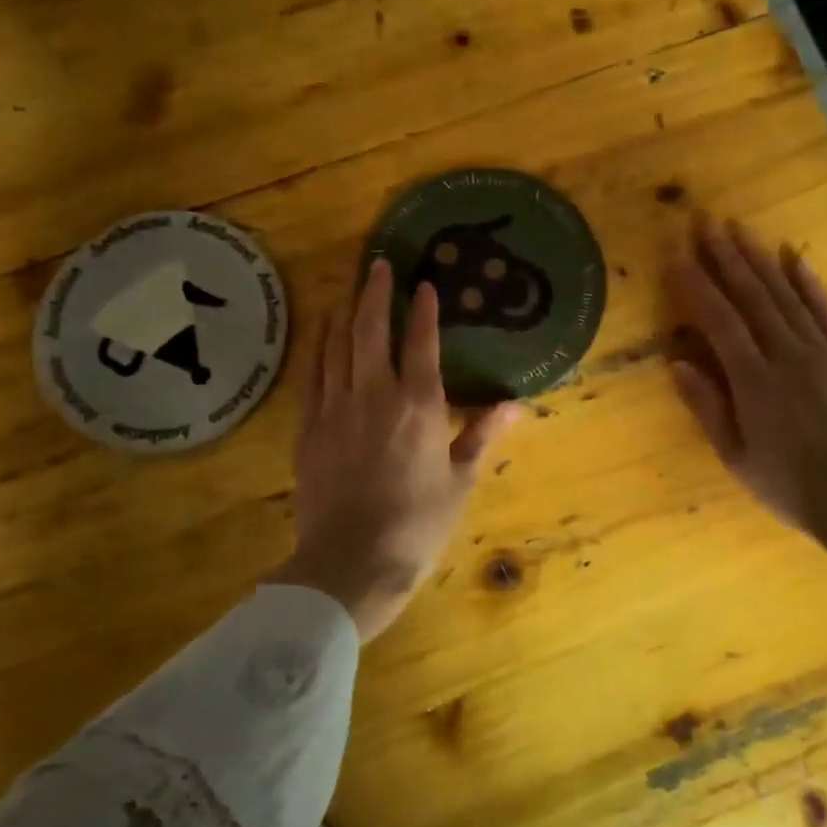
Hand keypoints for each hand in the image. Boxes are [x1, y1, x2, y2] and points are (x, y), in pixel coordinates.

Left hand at [277, 259, 520, 641]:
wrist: (351, 561)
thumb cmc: (417, 524)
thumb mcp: (460, 480)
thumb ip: (482, 435)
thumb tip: (516, 405)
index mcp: (419, 405)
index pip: (422, 342)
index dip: (424, 310)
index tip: (424, 285)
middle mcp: (375, 394)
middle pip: (372, 330)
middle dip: (376, 293)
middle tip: (378, 264)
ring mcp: (336, 408)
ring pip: (338, 345)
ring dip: (345, 312)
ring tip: (350, 289)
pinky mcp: (309, 427)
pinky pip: (313, 375)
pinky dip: (319, 347)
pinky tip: (322, 332)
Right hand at [671, 215, 826, 566]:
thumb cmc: (791, 487)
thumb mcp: (737, 456)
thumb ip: (707, 407)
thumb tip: (676, 362)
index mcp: (754, 381)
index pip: (718, 320)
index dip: (696, 283)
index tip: (677, 253)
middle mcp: (787, 355)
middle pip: (752, 296)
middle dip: (725, 256)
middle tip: (705, 222)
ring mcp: (823, 353)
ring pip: (786, 295)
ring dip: (760, 259)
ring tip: (739, 228)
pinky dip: (810, 283)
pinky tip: (795, 258)